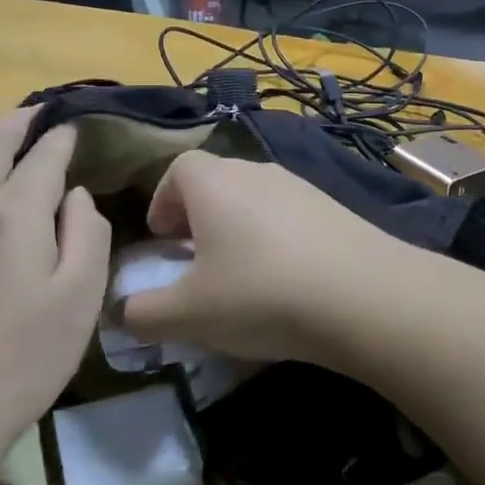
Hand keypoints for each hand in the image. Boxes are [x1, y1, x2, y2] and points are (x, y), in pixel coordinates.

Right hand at [121, 151, 422, 363]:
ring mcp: (301, 186)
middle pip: (217, 182)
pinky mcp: (334, 207)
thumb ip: (144, 313)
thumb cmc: (260, 294)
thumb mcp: (189, 314)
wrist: (363, 295)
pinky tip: (285, 279)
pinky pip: (289, 214)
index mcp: (215, 183)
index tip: (162, 240)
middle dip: (198, 216)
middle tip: (195, 261)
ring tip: (240, 274)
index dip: (163, 201)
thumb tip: (121, 312)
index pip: (178, 169)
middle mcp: (257, 171)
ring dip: (238, 227)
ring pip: (255, 198)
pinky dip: (275, 237)